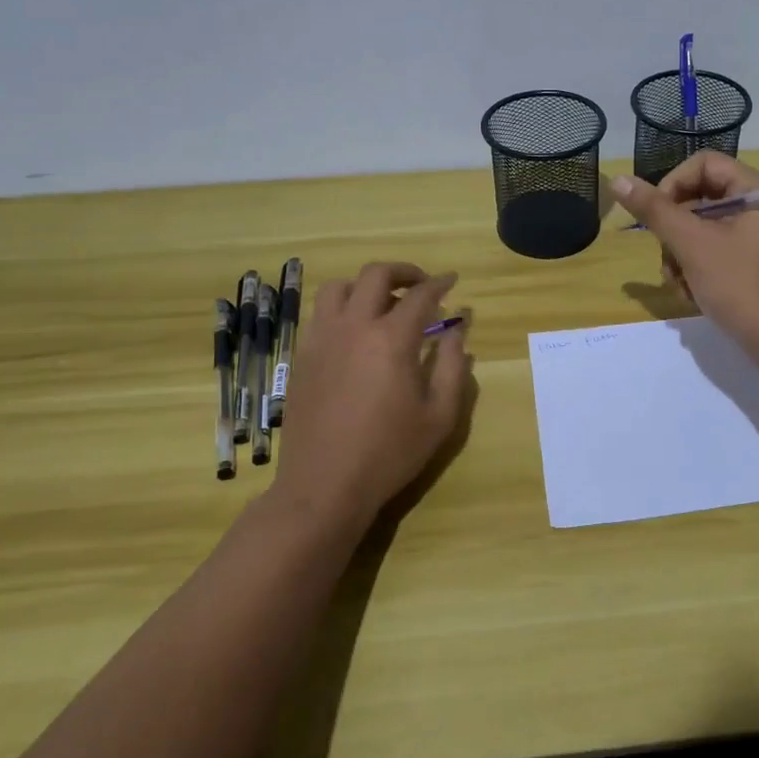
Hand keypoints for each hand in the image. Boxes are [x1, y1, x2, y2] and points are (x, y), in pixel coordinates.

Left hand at [273, 263, 470, 535]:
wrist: (324, 485)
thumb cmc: (389, 453)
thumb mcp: (440, 415)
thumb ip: (454, 366)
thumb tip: (456, 330)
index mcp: (391, 339)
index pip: (420, 295)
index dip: (440, 283)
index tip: (452, 280)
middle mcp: (353, 327)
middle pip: (375, 275)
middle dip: (404, 272)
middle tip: (421, 285)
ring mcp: (321, 339)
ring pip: (339, 287)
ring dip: (365, 286)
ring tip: (383, 303)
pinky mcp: (302, 356)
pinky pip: (321, 314)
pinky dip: (342, 309)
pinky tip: (355, 332)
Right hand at [611, 153, 758, 356]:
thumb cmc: (741, 286)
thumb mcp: (692, 245)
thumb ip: (655, 210)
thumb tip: (617, 179)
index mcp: (757, 191)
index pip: (703, 164)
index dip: (673, 185)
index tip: (657, 217)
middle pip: (699, 199)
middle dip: (675, 232)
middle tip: (668, 260)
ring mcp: (757, 239)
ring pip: (701, 230)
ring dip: (680, 256)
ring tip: (681, 285)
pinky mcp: (752, 265)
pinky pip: (714, 253)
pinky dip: (697, 271)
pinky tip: (693, 296)